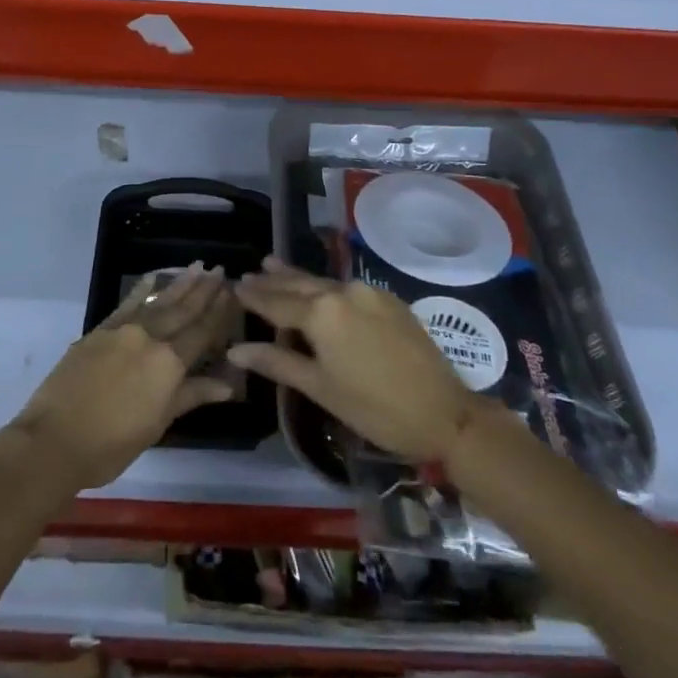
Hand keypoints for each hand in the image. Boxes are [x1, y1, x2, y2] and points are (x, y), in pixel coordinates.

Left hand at [8, 264, 237, 491]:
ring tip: (197, 267)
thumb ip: (191, 395)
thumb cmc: (111, 444)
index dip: (219, 312)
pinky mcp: (100, 330)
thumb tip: (228, 383)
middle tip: (221, 270)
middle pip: (183, 310)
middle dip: (204, 290)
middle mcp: (150, 338)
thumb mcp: (158, 424)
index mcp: (169, 363)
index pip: (202, 332)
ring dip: (180, 283)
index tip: (233, 291)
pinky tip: (153, 277)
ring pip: (158, 301)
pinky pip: (127, 303)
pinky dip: (142, 289)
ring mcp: (123, 330)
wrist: (54, 440)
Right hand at [230, 258, 485, 464]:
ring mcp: (368, 291)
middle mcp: (343, 290)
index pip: (277, 301)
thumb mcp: (320, 388)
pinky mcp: (389, 299)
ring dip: (297, 278)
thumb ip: (277, 363)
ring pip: (323, 282)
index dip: (254, 296)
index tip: (234, 286)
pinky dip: (324, 287)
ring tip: (272, 265)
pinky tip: (317, 289)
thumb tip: (234, 350)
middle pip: (299, 284)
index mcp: (322, 312)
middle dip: (274, 280)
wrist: (444, 412)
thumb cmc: (374, 408)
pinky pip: (346, 288)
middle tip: (250, 273)